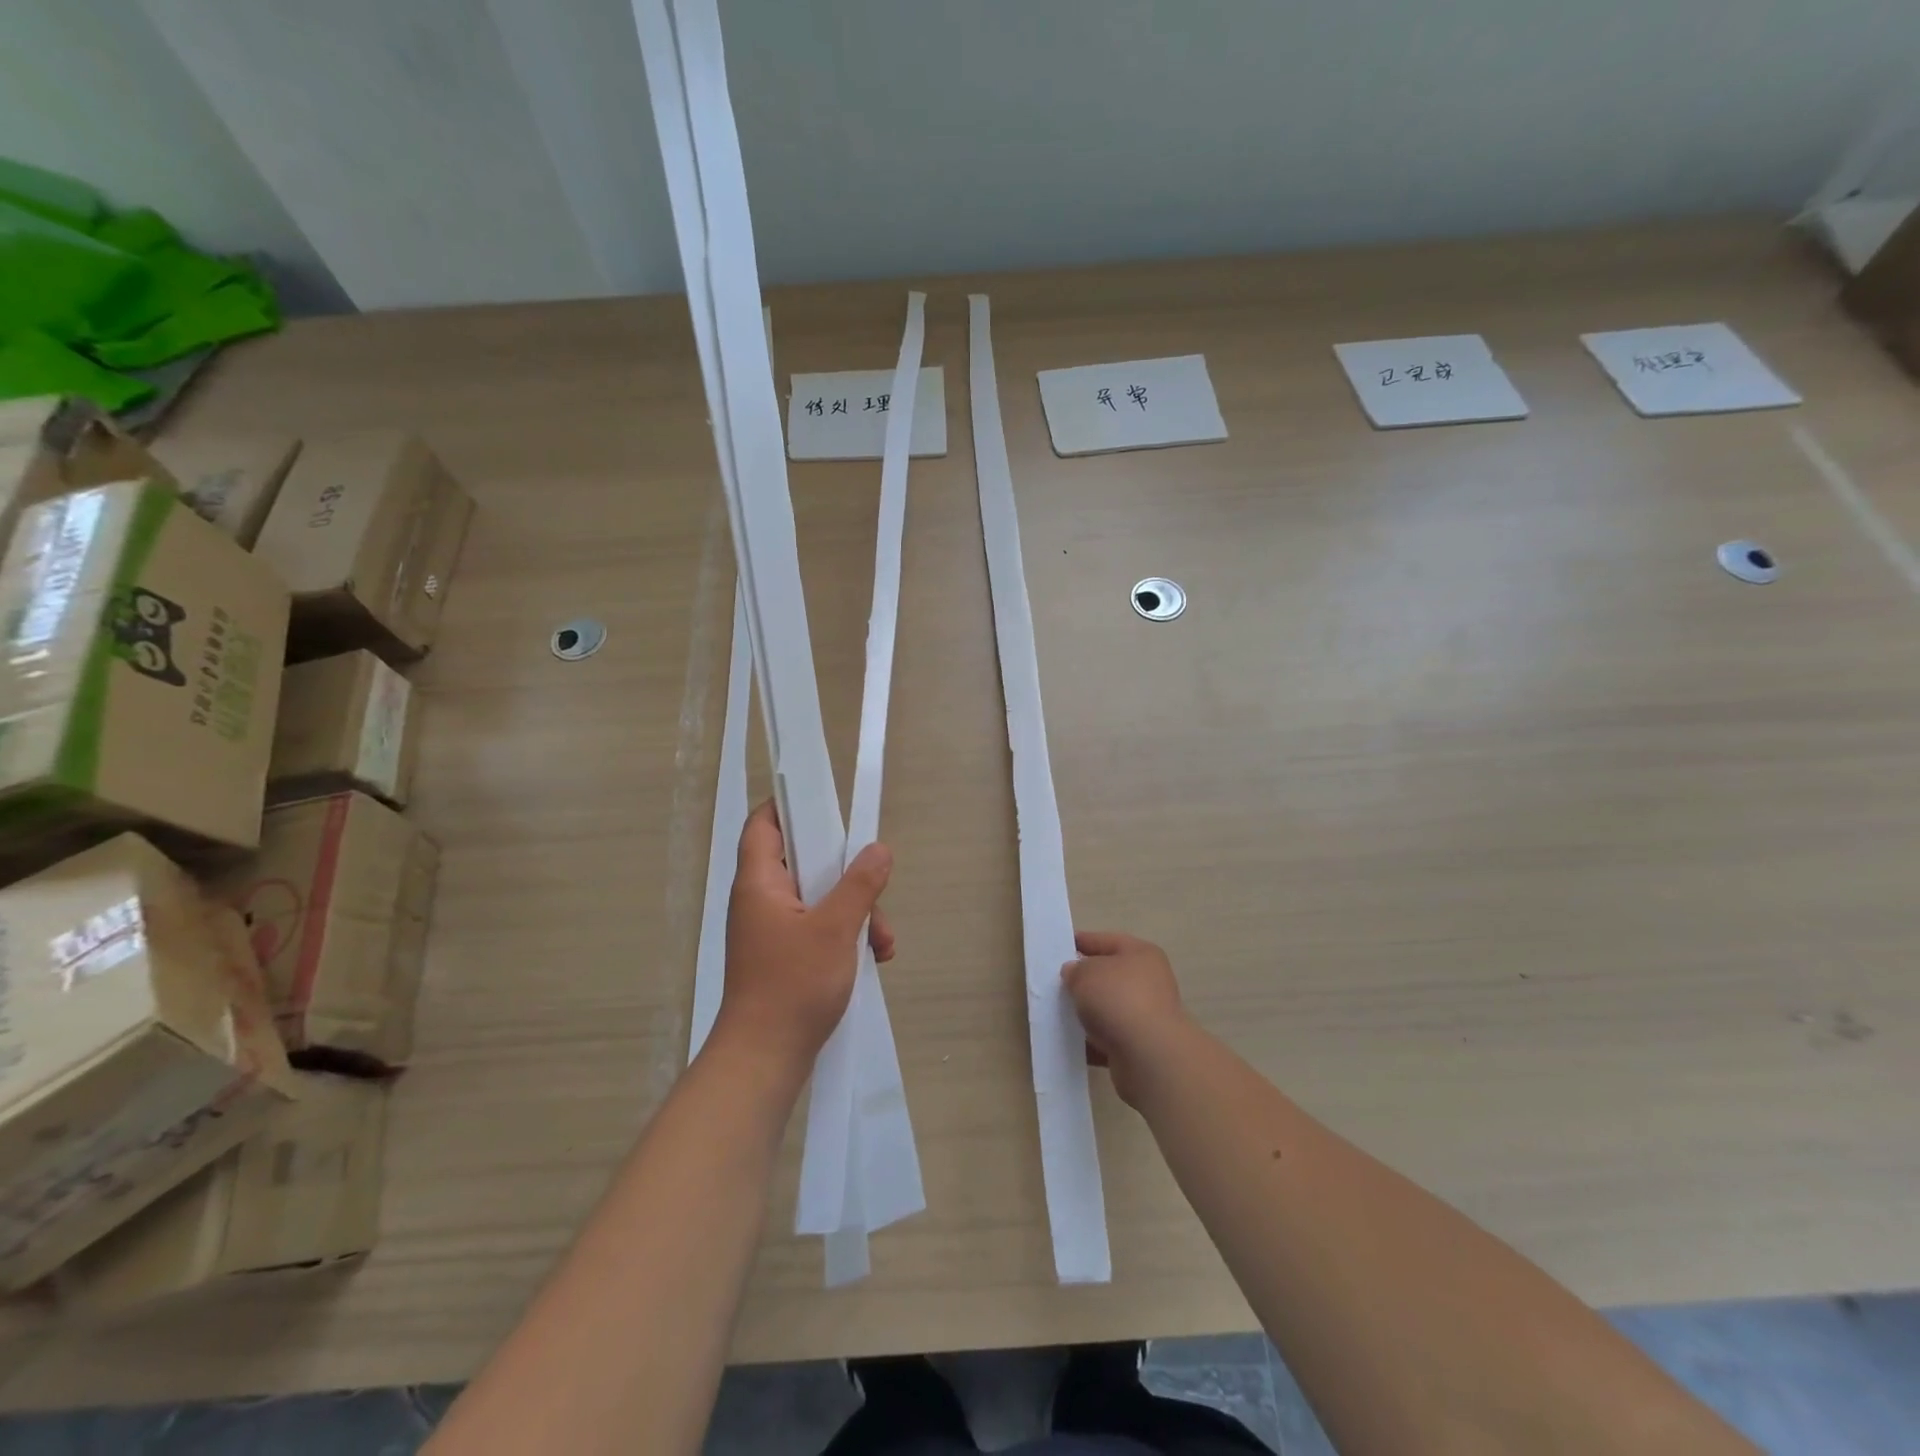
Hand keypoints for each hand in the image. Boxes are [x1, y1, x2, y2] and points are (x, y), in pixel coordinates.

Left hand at [716, 801, 894, 1074]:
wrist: (765, 1060)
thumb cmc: (793, 985)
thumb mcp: (835, 928)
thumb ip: (859, 884)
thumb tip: (879, 848)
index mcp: (760, 882)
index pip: (764, 823)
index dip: (791, 805)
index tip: (829, 806)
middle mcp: (762, 899)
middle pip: (805, 861)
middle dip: (848, 874)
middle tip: (875, 889)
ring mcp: (773, 929)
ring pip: (820, 897)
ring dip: (856, 911)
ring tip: (882, 940)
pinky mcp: (785, 955)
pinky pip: (820, 927)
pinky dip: (847, 934)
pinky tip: (875, 956)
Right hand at [1062, 930, 1189, 1107]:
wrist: (1149, 1056)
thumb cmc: (1118, 1000)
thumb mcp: (1086, 973)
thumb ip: (1075, 969)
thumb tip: (1074, 974)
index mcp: (1141, 954)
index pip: (1105, 941)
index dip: (1080, 941)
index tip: (1056, 948)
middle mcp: (1148, 982)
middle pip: (1108, 976)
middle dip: (1082, 981)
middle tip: (1053, 984)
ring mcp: (1146, 1016)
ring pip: (1107, 1009)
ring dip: (1086, 1012)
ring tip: (1056, 1014)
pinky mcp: (1140, 1046)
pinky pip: (1108, 1038)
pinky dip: (1090, 1040)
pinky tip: (1069, 1042)